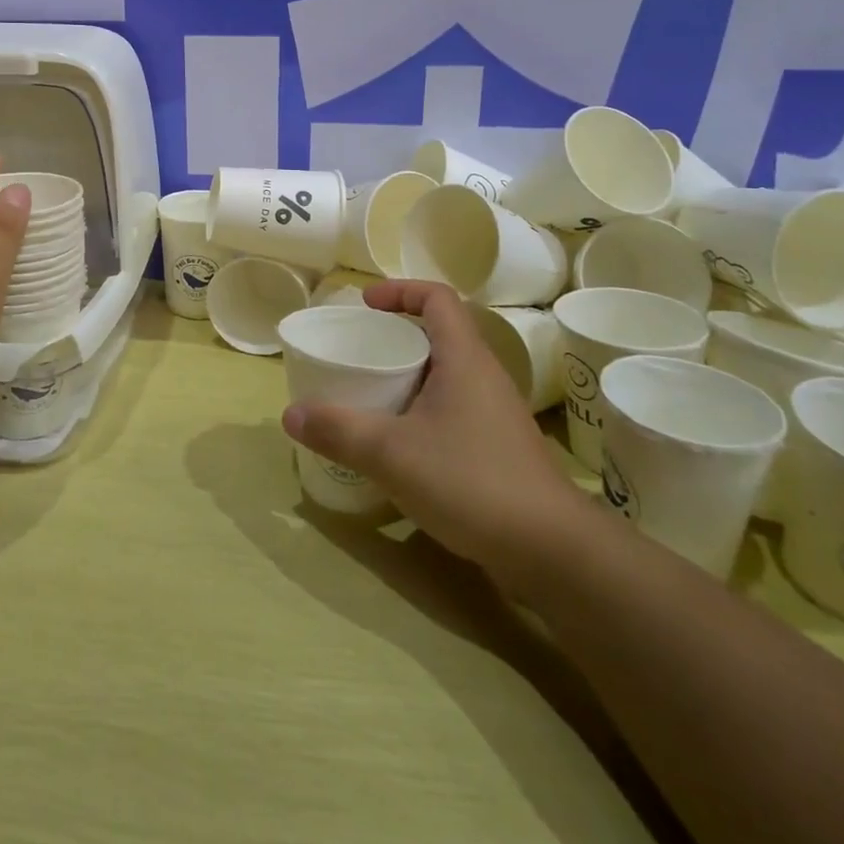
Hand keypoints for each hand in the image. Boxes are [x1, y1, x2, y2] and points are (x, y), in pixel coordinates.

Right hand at [281, 280, 586, 586]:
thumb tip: (289, 415)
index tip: (365, 305)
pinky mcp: (499, 447)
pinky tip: (401, 444)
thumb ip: (339, 430)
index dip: (400, 290)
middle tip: (358, 354)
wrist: (554, 552)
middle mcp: (484, 376)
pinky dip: (422, 410)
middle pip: (439, 334)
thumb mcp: (392, 454)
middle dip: (396, 337)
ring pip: (446, 375)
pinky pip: (453, 408)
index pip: (437, 297)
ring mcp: (496, 413)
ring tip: (371, 396)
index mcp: (464, 358)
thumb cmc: (472, 482)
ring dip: (409, 376)